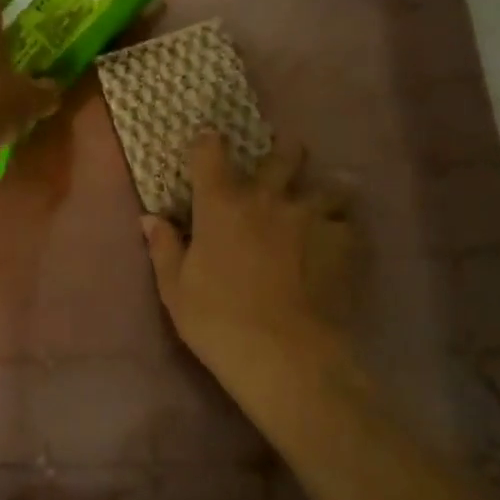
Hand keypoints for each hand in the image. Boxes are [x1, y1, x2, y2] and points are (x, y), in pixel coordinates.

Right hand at [143, 132, 356, 388]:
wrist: (285, 356)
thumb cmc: (219, 322)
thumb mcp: (176, 290)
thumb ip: (164, 248)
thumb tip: (150, 218)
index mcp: (221, 204)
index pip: (211, 152)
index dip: (209, 142)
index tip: (209, 143)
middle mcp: (268, 198)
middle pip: (283, 155)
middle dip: (284, 152)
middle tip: (284, 161)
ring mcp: (312, 216)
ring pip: (328, 185)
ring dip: (324, 190)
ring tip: (324, 201)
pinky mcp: (345, 242)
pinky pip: (349, 223)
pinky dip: (344, 228)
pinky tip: (341, 243)